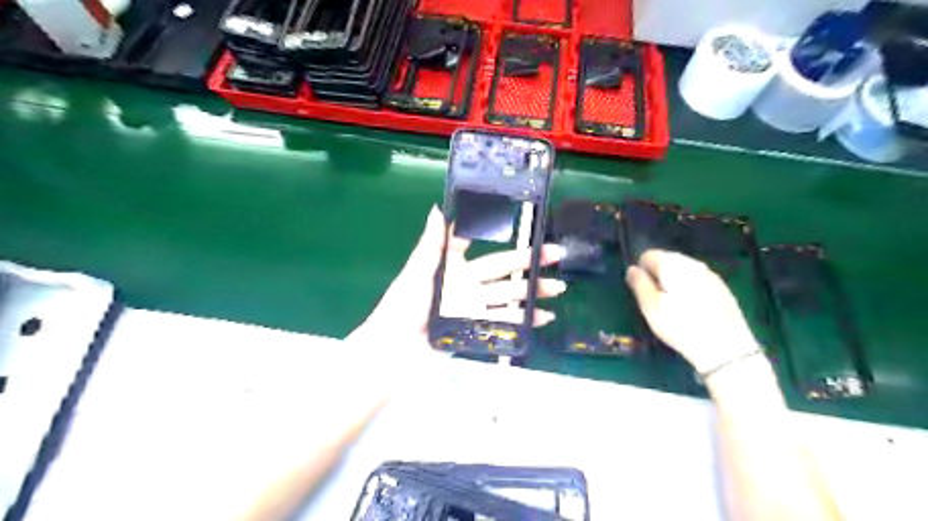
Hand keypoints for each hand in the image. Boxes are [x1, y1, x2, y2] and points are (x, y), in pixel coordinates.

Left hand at [348, 205, 564, 359]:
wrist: (395, 350)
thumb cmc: (403, 306)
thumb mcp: (416, 272)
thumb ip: (432, 244)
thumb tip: (438, 209)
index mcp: (452, 268)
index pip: (480, 248)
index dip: (501, 238)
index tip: (522, 228)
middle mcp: (466, 286)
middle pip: (503, 272)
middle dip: (529, 263)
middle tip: (555, 254)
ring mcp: (474, 309)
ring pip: (508, 297)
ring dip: (532, 293)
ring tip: (557, 288)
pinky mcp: (477, 330)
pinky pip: (504, 323)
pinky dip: (524, 321)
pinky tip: (543, 317)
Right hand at [623, 249, 760, 373]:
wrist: (725, 346)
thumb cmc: (680, 325)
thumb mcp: (650, 307)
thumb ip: (639, 284)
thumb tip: (632, 269)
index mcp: (672, 264)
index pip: (648, 255)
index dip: (641, 270)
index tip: (642, 291)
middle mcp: (691, 263)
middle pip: (667, 259)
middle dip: (658, 274)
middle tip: (655, 299)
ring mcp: (709, 274)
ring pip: (683, 269)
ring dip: (674, 280)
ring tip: (672, 304)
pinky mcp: (722, 287)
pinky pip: (697, 279)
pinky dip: (689, 287)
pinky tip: (691, 307)